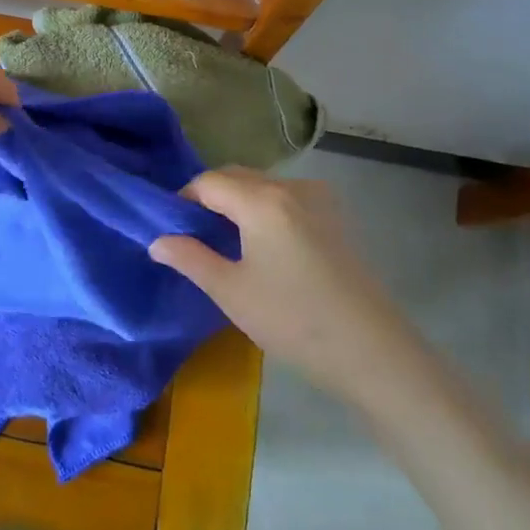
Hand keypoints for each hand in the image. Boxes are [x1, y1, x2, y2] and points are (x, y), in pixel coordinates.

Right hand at [148, 168, 399, 394]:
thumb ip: (190, 258)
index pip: (209, 182)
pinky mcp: (335, 219)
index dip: (183, 199)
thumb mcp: (231, 292)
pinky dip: (264, 209)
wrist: (372, 352)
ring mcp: (319, 200)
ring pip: (263, 186)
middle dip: (209, 197)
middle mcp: (291, 188)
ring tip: (224, 241)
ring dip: (237, 202)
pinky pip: (287, 199)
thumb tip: (157, 241)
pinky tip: (262, 245)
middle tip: (192, 234)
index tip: (170, 228)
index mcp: (262, 200)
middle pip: (237, 177)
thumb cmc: (293, 320)